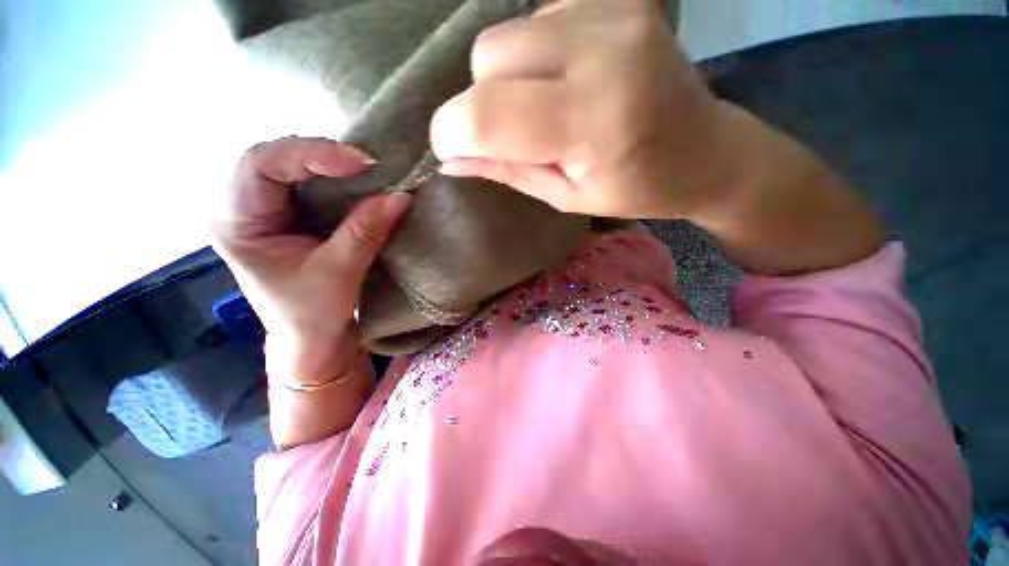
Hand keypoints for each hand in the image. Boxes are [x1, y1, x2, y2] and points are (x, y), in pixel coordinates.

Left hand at [210, 137, 410, 385]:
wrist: (312, 338)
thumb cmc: (313, 315)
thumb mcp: (340, 273)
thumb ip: (366, 231)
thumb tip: (400, 196)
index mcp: (235, 222)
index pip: (260, 165)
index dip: (310, 155)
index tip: (361, 165)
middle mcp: (241, 206)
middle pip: (275, 158)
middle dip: (323, 157)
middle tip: (370, 166)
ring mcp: (265, 208)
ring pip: (294, 166)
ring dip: (333, 165)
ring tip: (369, 172)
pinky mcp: (289, 214)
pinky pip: (311, 183)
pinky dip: (339, 179)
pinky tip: (360, 183)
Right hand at [430, 0, 728, 219]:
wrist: (706, 150)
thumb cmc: (636, 188)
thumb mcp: (566, 196)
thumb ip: (507, 171)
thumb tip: (450, 160)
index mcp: (592, 121)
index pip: (487, 115)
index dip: (451, 133)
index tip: (451, 150)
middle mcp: (602, 50)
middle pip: (488, 58)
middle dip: (483, 102)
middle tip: (517, 134)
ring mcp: (613, 11)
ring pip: (507, 34)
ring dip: (508, 78)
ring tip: (549, 108)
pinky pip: (538, 17)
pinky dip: (535, 54)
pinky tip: (569, 78)